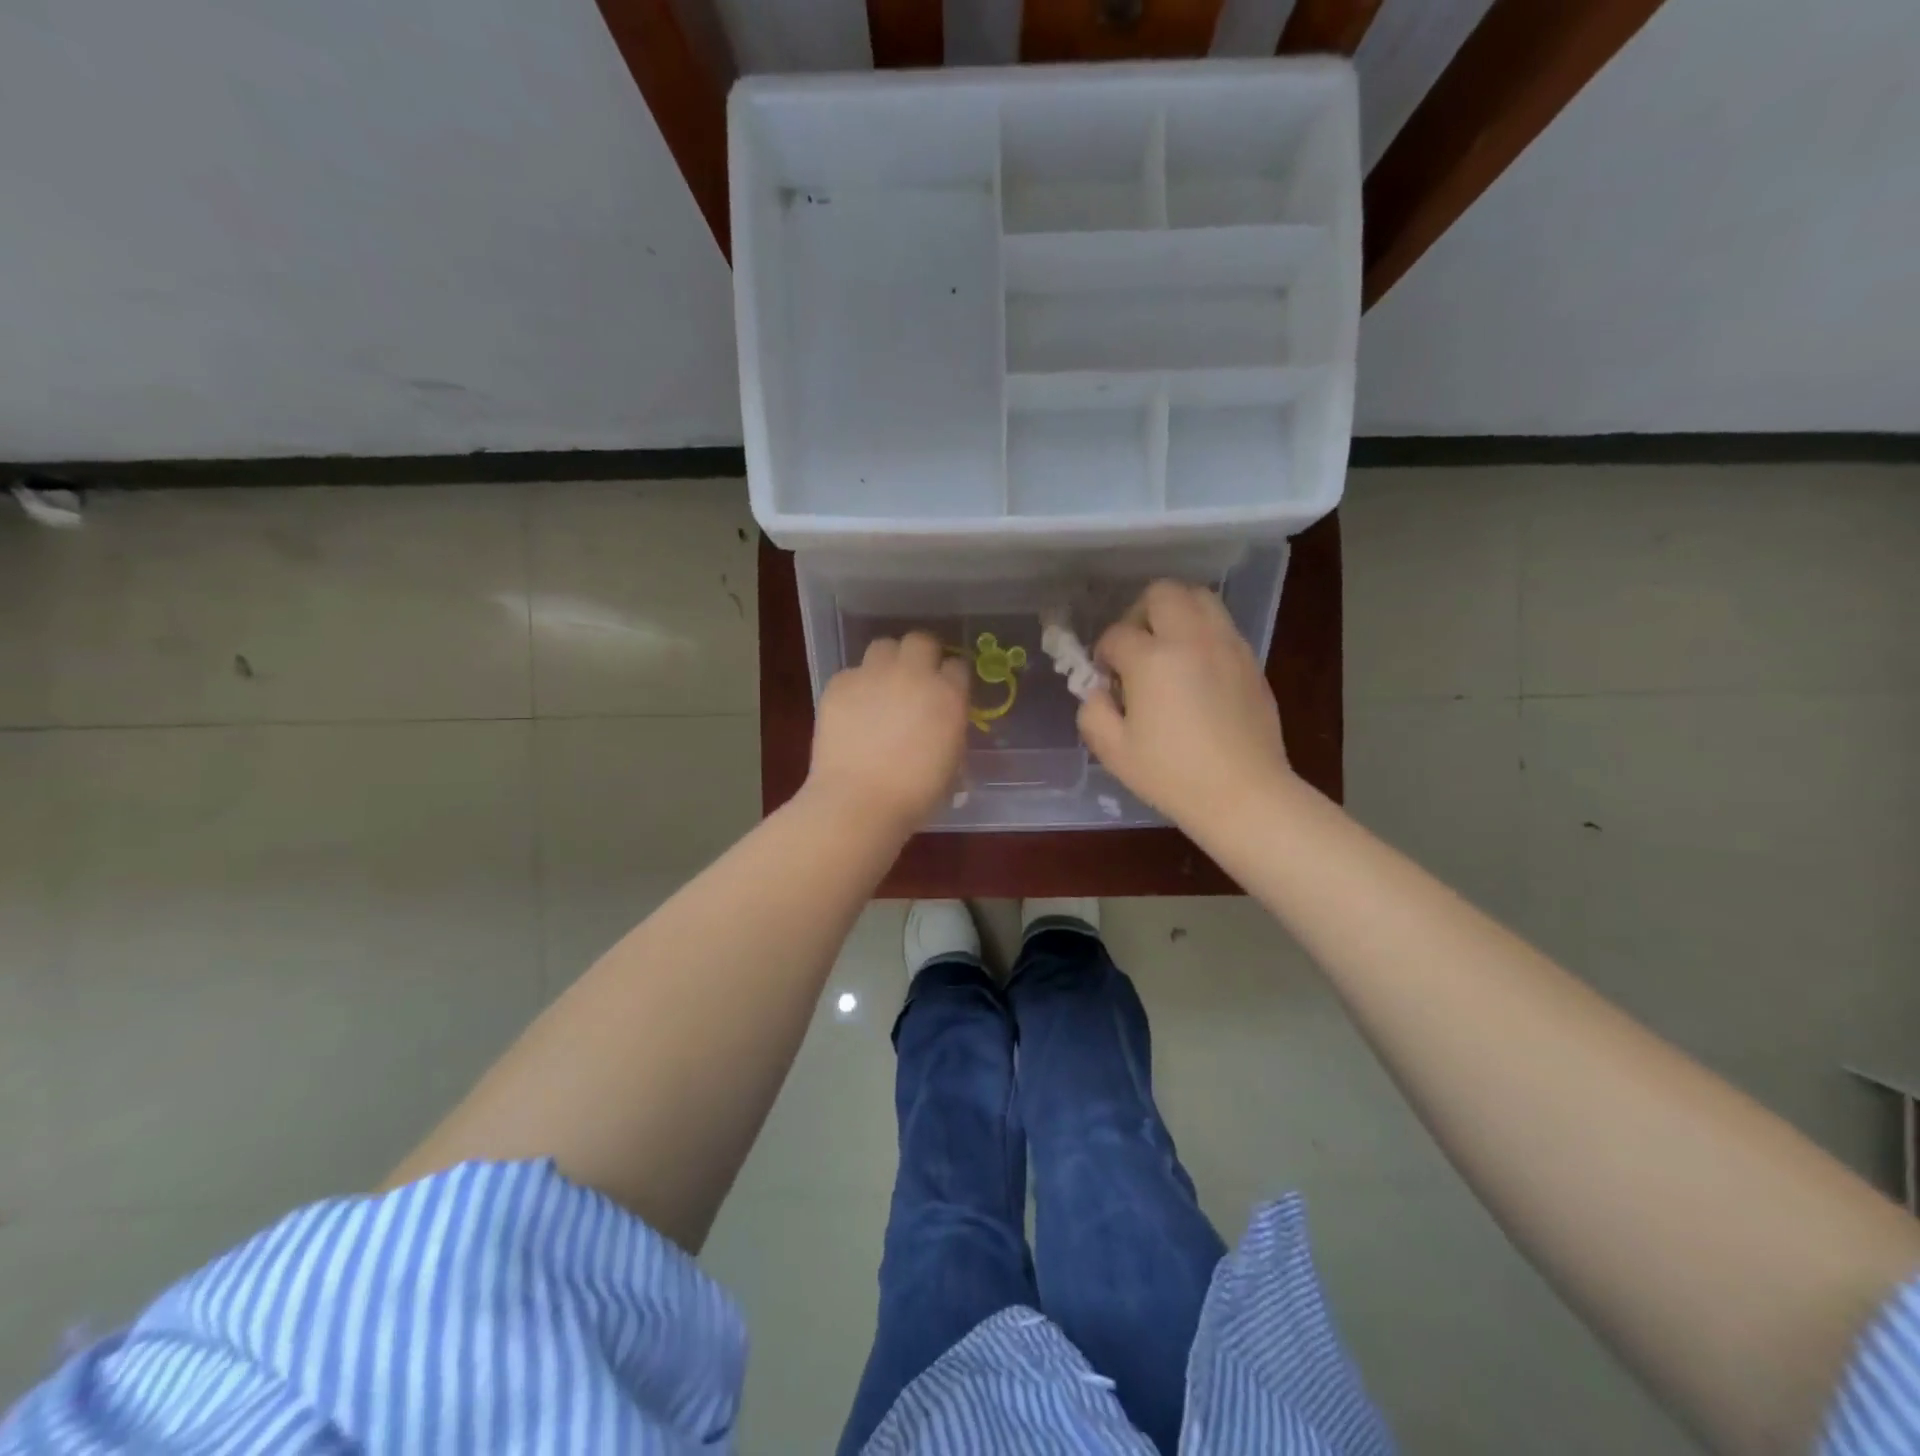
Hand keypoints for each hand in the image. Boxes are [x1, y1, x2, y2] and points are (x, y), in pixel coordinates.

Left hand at [806, 632, 971, 836]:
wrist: (859, 802)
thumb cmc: (915, 795)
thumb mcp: (951, 763)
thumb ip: (950, 731)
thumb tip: (941, 723)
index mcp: (948, 695)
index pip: (958, 665)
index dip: (952, 678)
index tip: (947, 690)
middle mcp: (913, 675)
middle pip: (921, 641)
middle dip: (921, 655)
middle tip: (915, 679)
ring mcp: (873, 675)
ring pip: (884, 646)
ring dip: (887, 662)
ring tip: (882, 687)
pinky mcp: (839, 684)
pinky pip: (851, 673)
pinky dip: (855, 686)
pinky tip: (853, 710)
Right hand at [1077, 581, 1293, 832]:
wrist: (1243, 794)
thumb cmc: (1171, 775)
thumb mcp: (1113, 751)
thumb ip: (1092, 712)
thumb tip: (1098, 691)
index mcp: (1152, 660)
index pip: (1117, 634)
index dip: (1103, 653)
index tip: (1105, 678)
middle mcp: (1192, 640)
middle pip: (1162, 593)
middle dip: (1139, 613)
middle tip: (1135, 648)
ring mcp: (1227, 646)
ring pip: (1199, 598)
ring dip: (1175, 613)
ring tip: (1167, 649)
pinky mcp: (1251, 660)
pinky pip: (1222, 626)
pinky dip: (1202, 633)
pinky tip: (1195, 670)